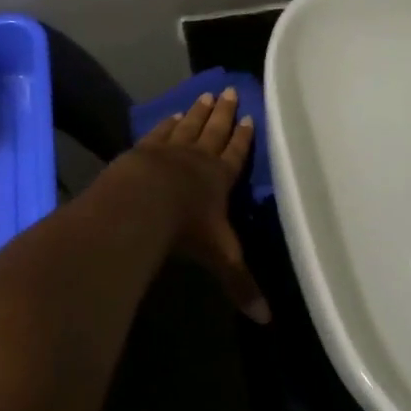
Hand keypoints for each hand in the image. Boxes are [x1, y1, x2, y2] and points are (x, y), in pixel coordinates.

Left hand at [119, 88, 268, 322]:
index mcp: (220, 179)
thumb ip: (241, 284)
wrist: (143, 204)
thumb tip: (267, 321)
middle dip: (222, 113)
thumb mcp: (220, 258)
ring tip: (204, 95)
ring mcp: (169, 151)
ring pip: (188, 126)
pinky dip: (167, 123)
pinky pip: (159, 133)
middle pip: (213, 132)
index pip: (236, 155)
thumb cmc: (187, 229)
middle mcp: (197, 159)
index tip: (248, 117)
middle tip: (228, 89)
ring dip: (198, 112)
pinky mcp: (143, 151)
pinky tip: (170, 115)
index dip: (243, 139)